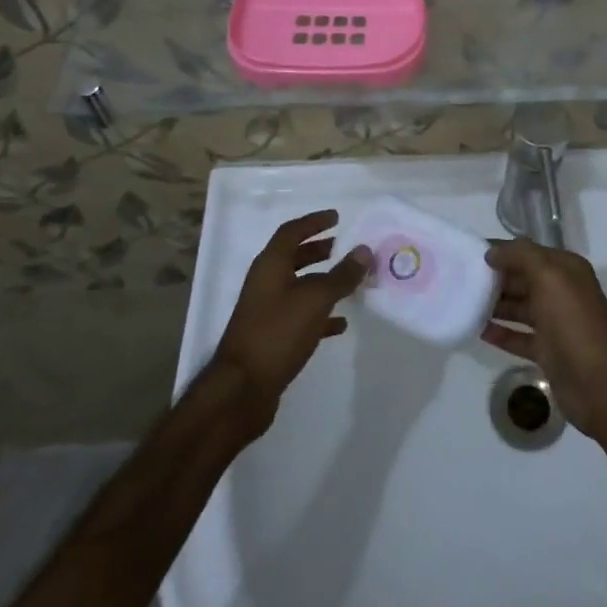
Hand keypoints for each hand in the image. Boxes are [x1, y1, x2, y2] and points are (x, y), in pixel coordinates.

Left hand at [210, 210, 371, 434]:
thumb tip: (364, 250)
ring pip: (299, 287)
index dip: (313, 222)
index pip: (291, 232)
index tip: (337, 217)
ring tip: (349, 282)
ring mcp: (267, 311)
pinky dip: (320, 314)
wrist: (242, 390)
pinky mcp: (272, 338)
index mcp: (270, 265)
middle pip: (293, 257)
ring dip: (322, 281)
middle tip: (344, 246)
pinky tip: (340, 323)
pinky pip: (301, 316)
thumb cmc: (277, 332)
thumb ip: (342, 275)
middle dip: (318, 250)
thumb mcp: (315, 299)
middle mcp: (266, 283)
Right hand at [481, 239, 606, 434]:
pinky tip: (479, 331)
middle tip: (460, 279)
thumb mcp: (548, 276)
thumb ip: (520, 256)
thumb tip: (492, 252)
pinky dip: (502, 334)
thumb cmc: (573, 322)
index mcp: (565, 270)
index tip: (468, 253)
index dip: (500, 251)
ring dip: (495, 305)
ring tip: (464, 303)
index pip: (527, 252)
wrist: (599, 383)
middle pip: (522, 279)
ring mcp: (555, 324)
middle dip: (494, 278)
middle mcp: (561, 292)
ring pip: (520, 308)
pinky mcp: (549, 352)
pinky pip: (520, 337)